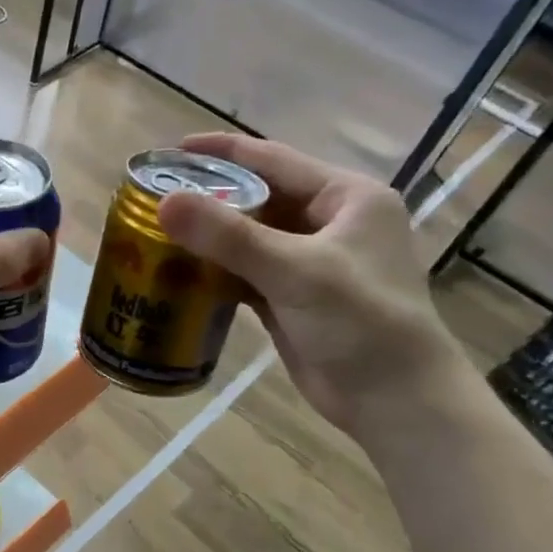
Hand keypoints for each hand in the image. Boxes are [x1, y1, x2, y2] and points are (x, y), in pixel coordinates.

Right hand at [155, 133, 468, 435]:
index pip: (274, 160)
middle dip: (210, 198)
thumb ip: (229, 236)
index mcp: (346, 197)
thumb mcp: (295, 271)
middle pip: (259, 198)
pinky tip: (181, 273)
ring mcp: (311, 263)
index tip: (172, 150)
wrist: (395, 401)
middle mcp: (330, 222)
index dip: (222, 153)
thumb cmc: (361, 323)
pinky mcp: (294, 298)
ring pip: (250, 238)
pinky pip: (248, 273)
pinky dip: (218, 272)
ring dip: (210, 238)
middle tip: (157, 196)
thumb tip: (165, 202)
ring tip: (158, 231)